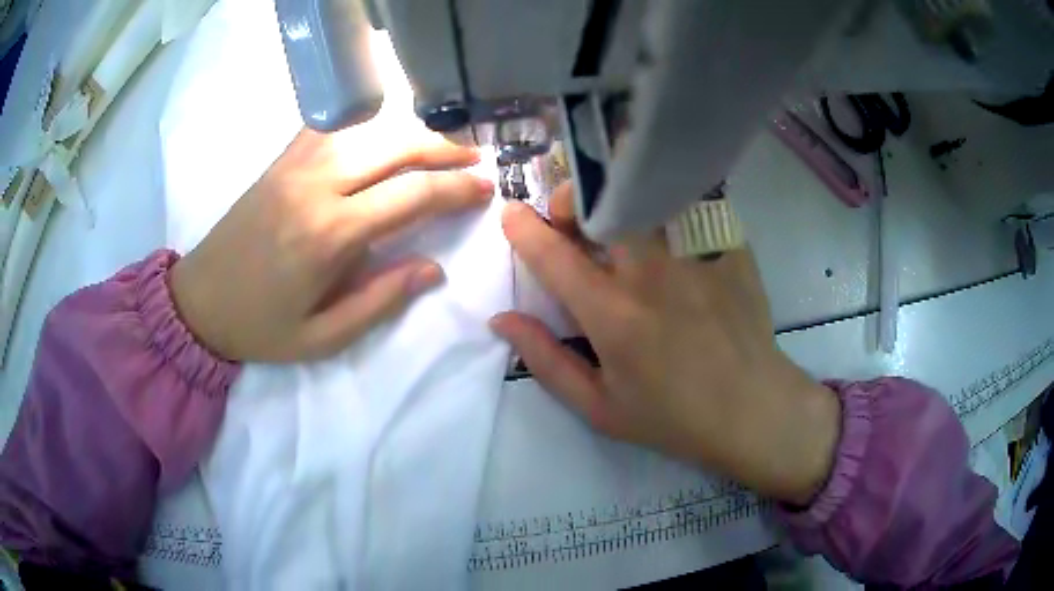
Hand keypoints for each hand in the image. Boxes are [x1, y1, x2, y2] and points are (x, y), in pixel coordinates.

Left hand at [169, 128, 492, 361]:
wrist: (198, 301)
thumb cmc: (259, 327)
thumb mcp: (323, 338)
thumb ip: (380, 301)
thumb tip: (433, 269)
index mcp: (329, 233)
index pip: (411, 195)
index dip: (456, 189)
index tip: (485, 189)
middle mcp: (316, 185)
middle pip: (395, 146)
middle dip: (443, 148)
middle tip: (473, 159)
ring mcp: (295, 164)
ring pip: (368, 128)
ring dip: (410, 133)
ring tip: (438, 147)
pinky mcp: (281, 160)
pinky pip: (332, 126)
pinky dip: (366, 125)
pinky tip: (382, 136)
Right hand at [490, 187, 840, 504]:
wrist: (752, 409)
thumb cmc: (674, 417)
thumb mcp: (599, 407)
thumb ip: (546, 360)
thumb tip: (503, 319)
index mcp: (614, 315)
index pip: (554, 255)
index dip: (524, 228)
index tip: (512, 214)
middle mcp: (652, 273)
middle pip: (603, 203)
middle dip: (574, 199)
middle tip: (574, 220)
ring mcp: (696, 254)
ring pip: (647, 193)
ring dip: (620, 197)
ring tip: (620, 219)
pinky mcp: (729, 247)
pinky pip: (691, 203)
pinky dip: (669, 205)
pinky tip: (670, 231)